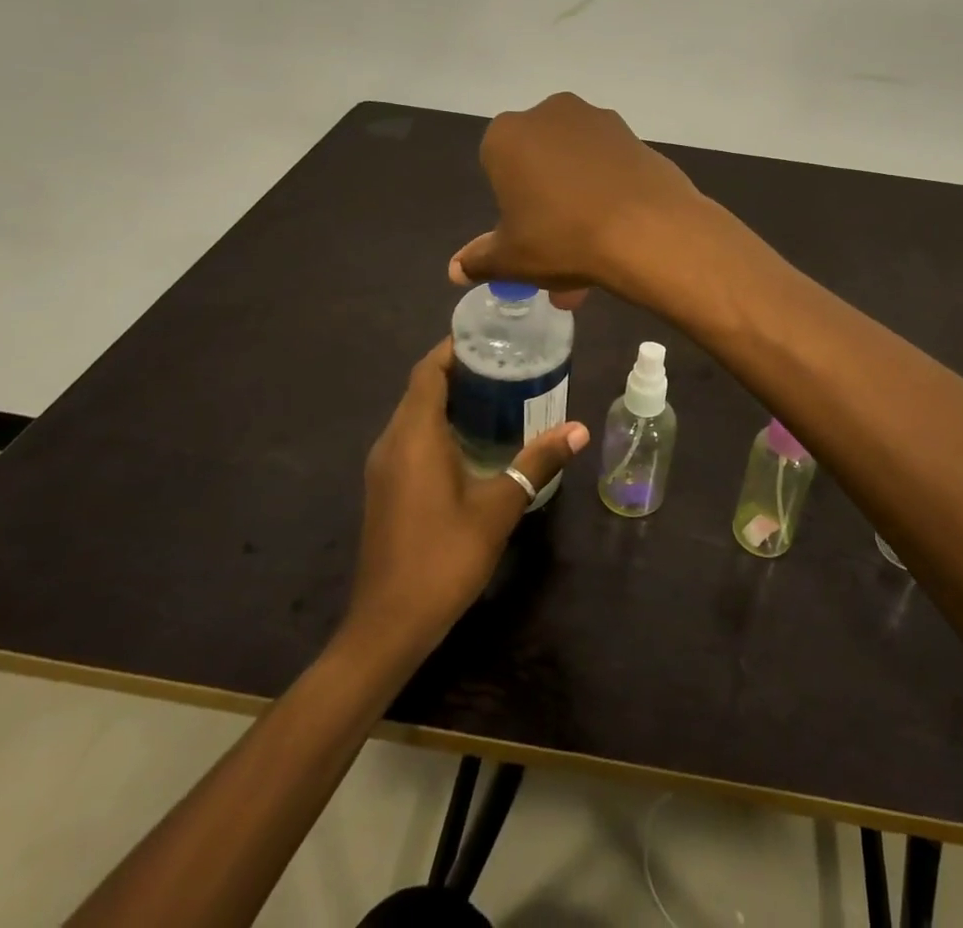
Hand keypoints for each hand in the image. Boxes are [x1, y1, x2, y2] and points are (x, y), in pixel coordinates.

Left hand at [347, 339, 588, 657]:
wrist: (389, 624)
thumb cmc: (444, 557)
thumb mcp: (499, 507)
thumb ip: (537, 462)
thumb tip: (579, 429)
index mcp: (414, 436)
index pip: (428, 372)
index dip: (454, 349)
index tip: (490, 338)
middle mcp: (391, 443)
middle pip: (420, 389)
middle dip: (458, 371)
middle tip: (506, 364)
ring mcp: (383, 468)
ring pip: (413, 415)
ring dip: (448, 400)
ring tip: (496, 394)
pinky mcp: (385, 489)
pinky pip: (410, 439)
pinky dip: (437, 426)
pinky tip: (472, 440)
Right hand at [449, 92, 706, 303]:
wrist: (647, 230)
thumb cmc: (563, 238)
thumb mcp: (512, 259)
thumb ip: (480, 260)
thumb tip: (456, 269)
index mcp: (508, 135)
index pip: (496, 166)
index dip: (510, 204)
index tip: (526, 234)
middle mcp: (550, 114)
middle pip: (540, 163)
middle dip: (546, 207)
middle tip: (560, 252)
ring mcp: (598, 121)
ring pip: (577, 166)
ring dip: (579, 202)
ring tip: (594, 254)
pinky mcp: (635, 135)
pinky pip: (611, 167)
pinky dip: (610, 192)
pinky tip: (620, 229)